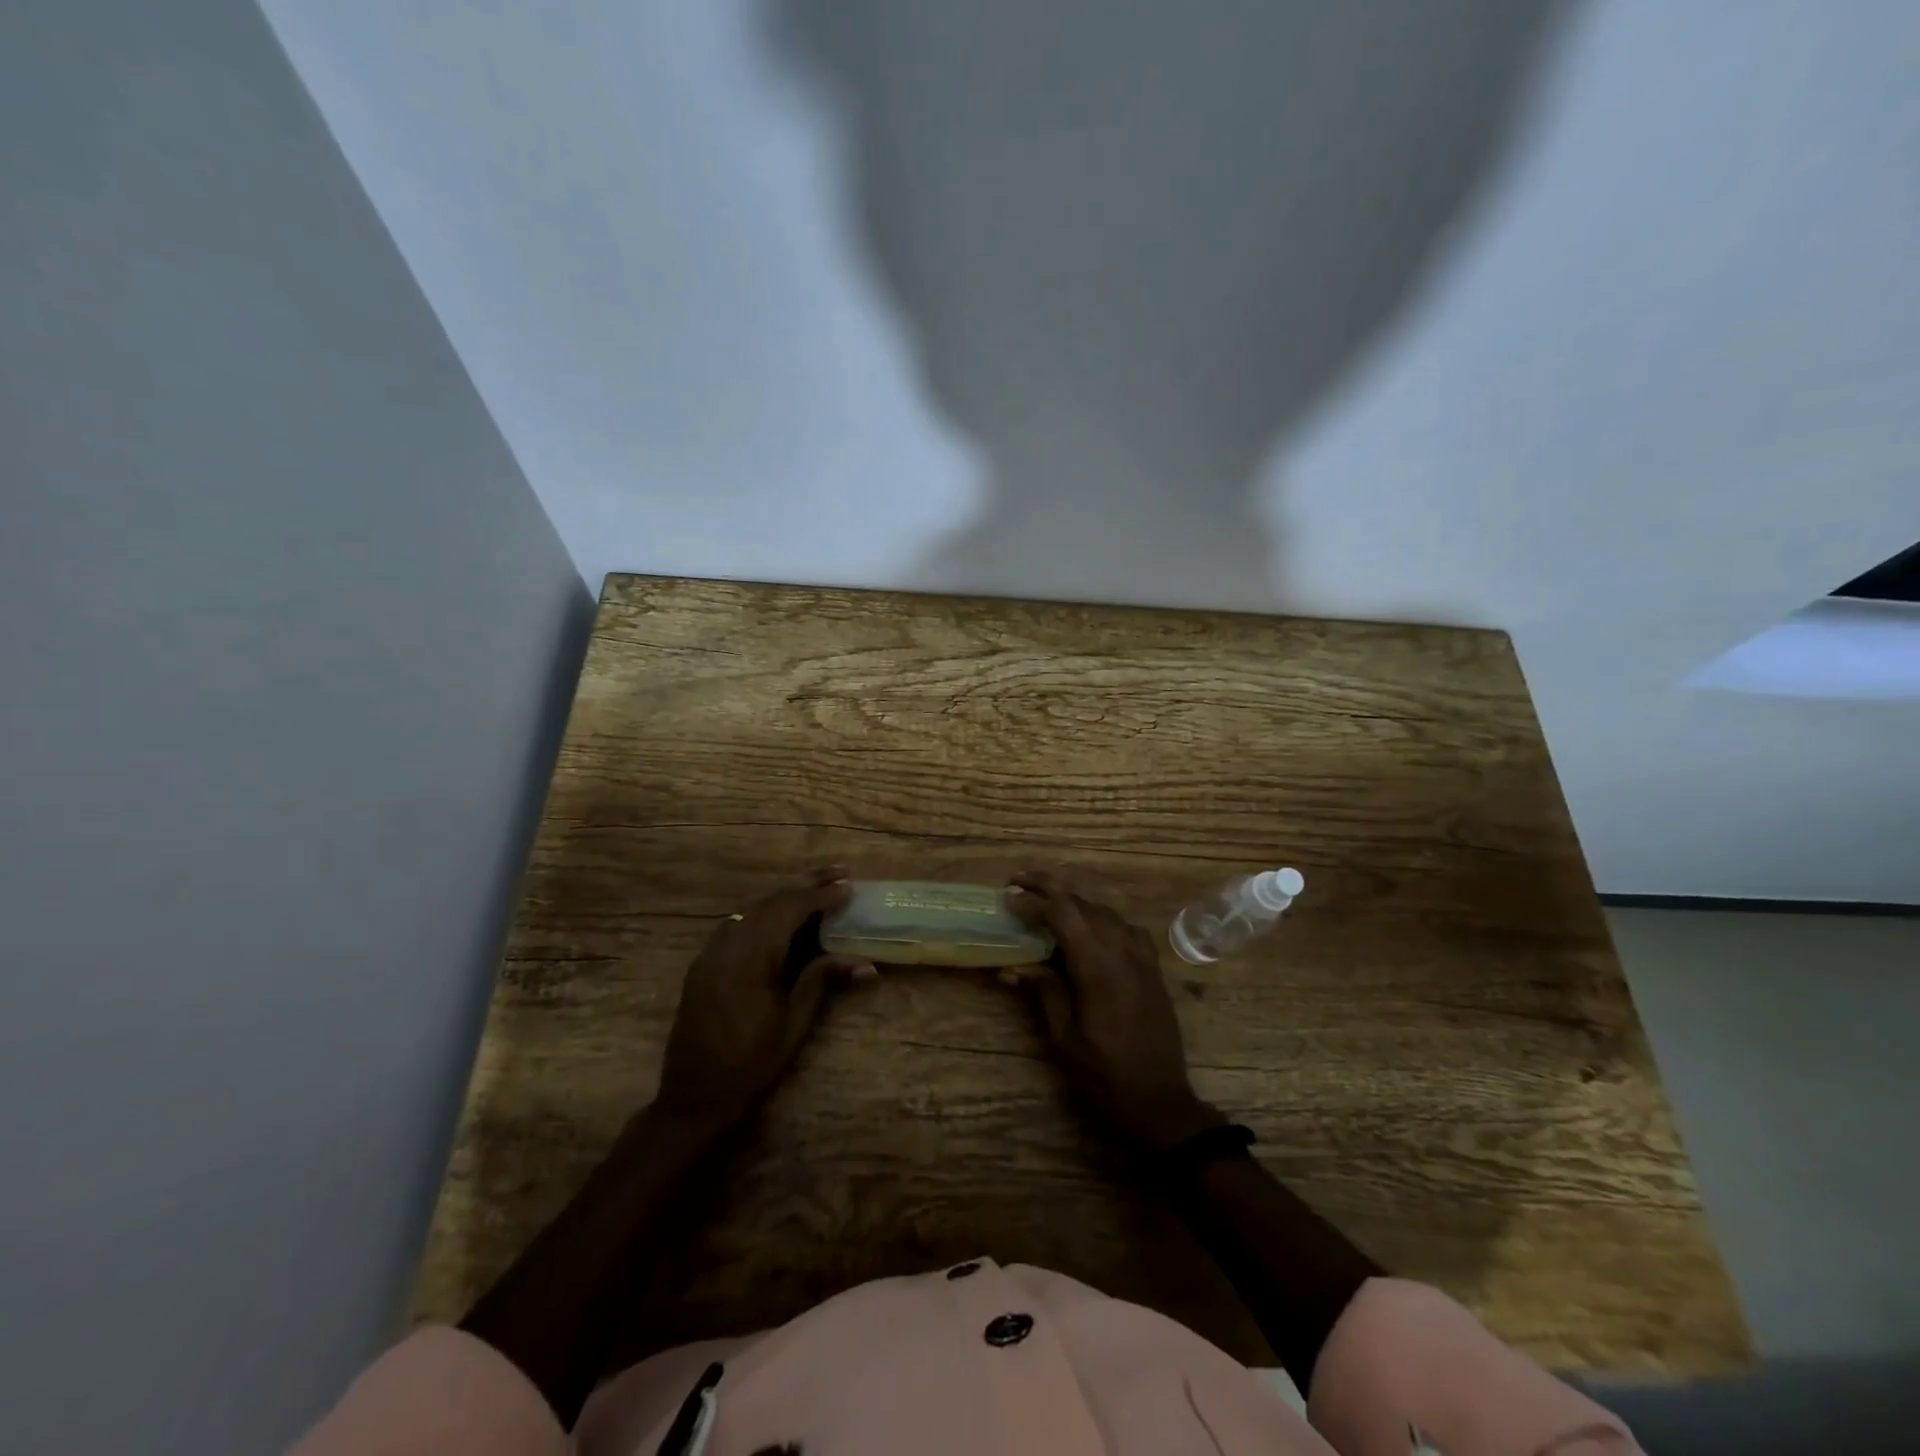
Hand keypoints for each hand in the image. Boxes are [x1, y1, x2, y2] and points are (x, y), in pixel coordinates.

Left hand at [653, 866, 871, 1133]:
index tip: (849, 885)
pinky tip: (780, 916)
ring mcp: (711, 952)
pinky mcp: (703, 964)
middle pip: (771, 901)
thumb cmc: (751, 1064)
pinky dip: (763, 913)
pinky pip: (736, 924)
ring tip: (816, 888)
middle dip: (806, 885)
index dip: (821, 895)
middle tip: (839, 873)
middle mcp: (729, 944)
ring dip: (785, 896)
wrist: (694, 1097)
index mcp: (752, 956)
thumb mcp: (793, 1023)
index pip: (791, 910)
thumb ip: (822, 981)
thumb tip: (866, 963)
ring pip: (752, 909)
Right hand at [1004, 869, 1225, 1153]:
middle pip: (1084, 903)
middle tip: (1019, 883)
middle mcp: (1122, 951)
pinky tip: (1091, 928)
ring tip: (1047, 901)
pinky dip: (1103, 918)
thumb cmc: (1104, 1075)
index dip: (1032, 901)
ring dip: (1075, 900)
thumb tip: (1010, 968)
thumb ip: (1043, 992)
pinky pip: (1127, 928)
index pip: (1062, 914)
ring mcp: (1142, 957)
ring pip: (1106, 911)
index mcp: (1097, 966)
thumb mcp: (1064, 1037)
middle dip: (1050, 887)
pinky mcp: (1153, 968)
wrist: (1160, 1103)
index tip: (1007, 898)